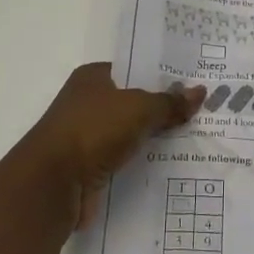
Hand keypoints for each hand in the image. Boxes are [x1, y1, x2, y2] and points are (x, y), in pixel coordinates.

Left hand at [14, 64, 203, 229]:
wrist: (53, 184)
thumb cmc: (93, 131)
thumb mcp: (139, 108)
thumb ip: (169, 102)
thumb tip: (200, 92)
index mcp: (93, 77)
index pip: (133, 69)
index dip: (161, 75)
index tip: (191, 83)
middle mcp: (87, 102)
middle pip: (133, 102)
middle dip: (162, 109)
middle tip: (201, 111)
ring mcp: (87, 136)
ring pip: (130, 133)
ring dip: (153, 138)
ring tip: (194, 139)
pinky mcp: (89, 167)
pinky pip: (124, 160)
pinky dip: (142, 162)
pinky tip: (170, 166)